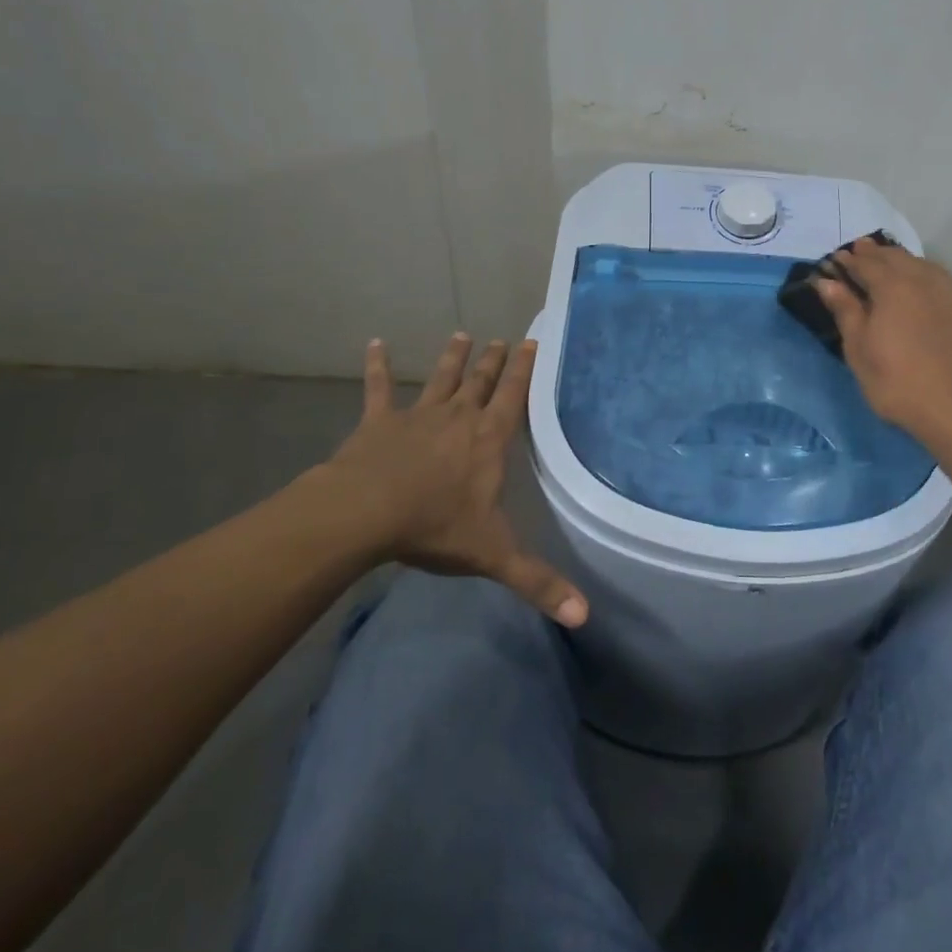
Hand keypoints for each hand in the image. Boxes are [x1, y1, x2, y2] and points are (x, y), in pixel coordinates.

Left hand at [296, 333, 588, 627]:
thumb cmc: (435, 526)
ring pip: (440, 378)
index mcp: (488, 439)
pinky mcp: (379, 421)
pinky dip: (376, 365)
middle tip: (501, 339)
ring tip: (462, 335)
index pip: (513, 397)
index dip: (524, 369)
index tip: (531, 341)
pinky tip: (374, 343)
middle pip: (480, 382)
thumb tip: (584, 616)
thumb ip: (537, 582)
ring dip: (452, 357)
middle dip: (493, 361)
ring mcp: (417, 415)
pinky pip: (377, 387)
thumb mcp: (493, 555)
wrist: (366, 513)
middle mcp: (458, 417)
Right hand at [814, 243, 951, 450]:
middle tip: (861, 251)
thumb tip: (827, 282)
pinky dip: (929, 280)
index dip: (849, 260)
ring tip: (893, 264)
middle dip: (876, 253)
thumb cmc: (899, 383)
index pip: (866, 263)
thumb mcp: (860, 351)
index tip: (836, 259)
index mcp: (893, 286)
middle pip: (897, 258)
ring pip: (925, 266)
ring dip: (905, 261)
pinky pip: (946, 285)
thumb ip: (846, 311)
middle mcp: (925, 281)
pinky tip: (928, 291)